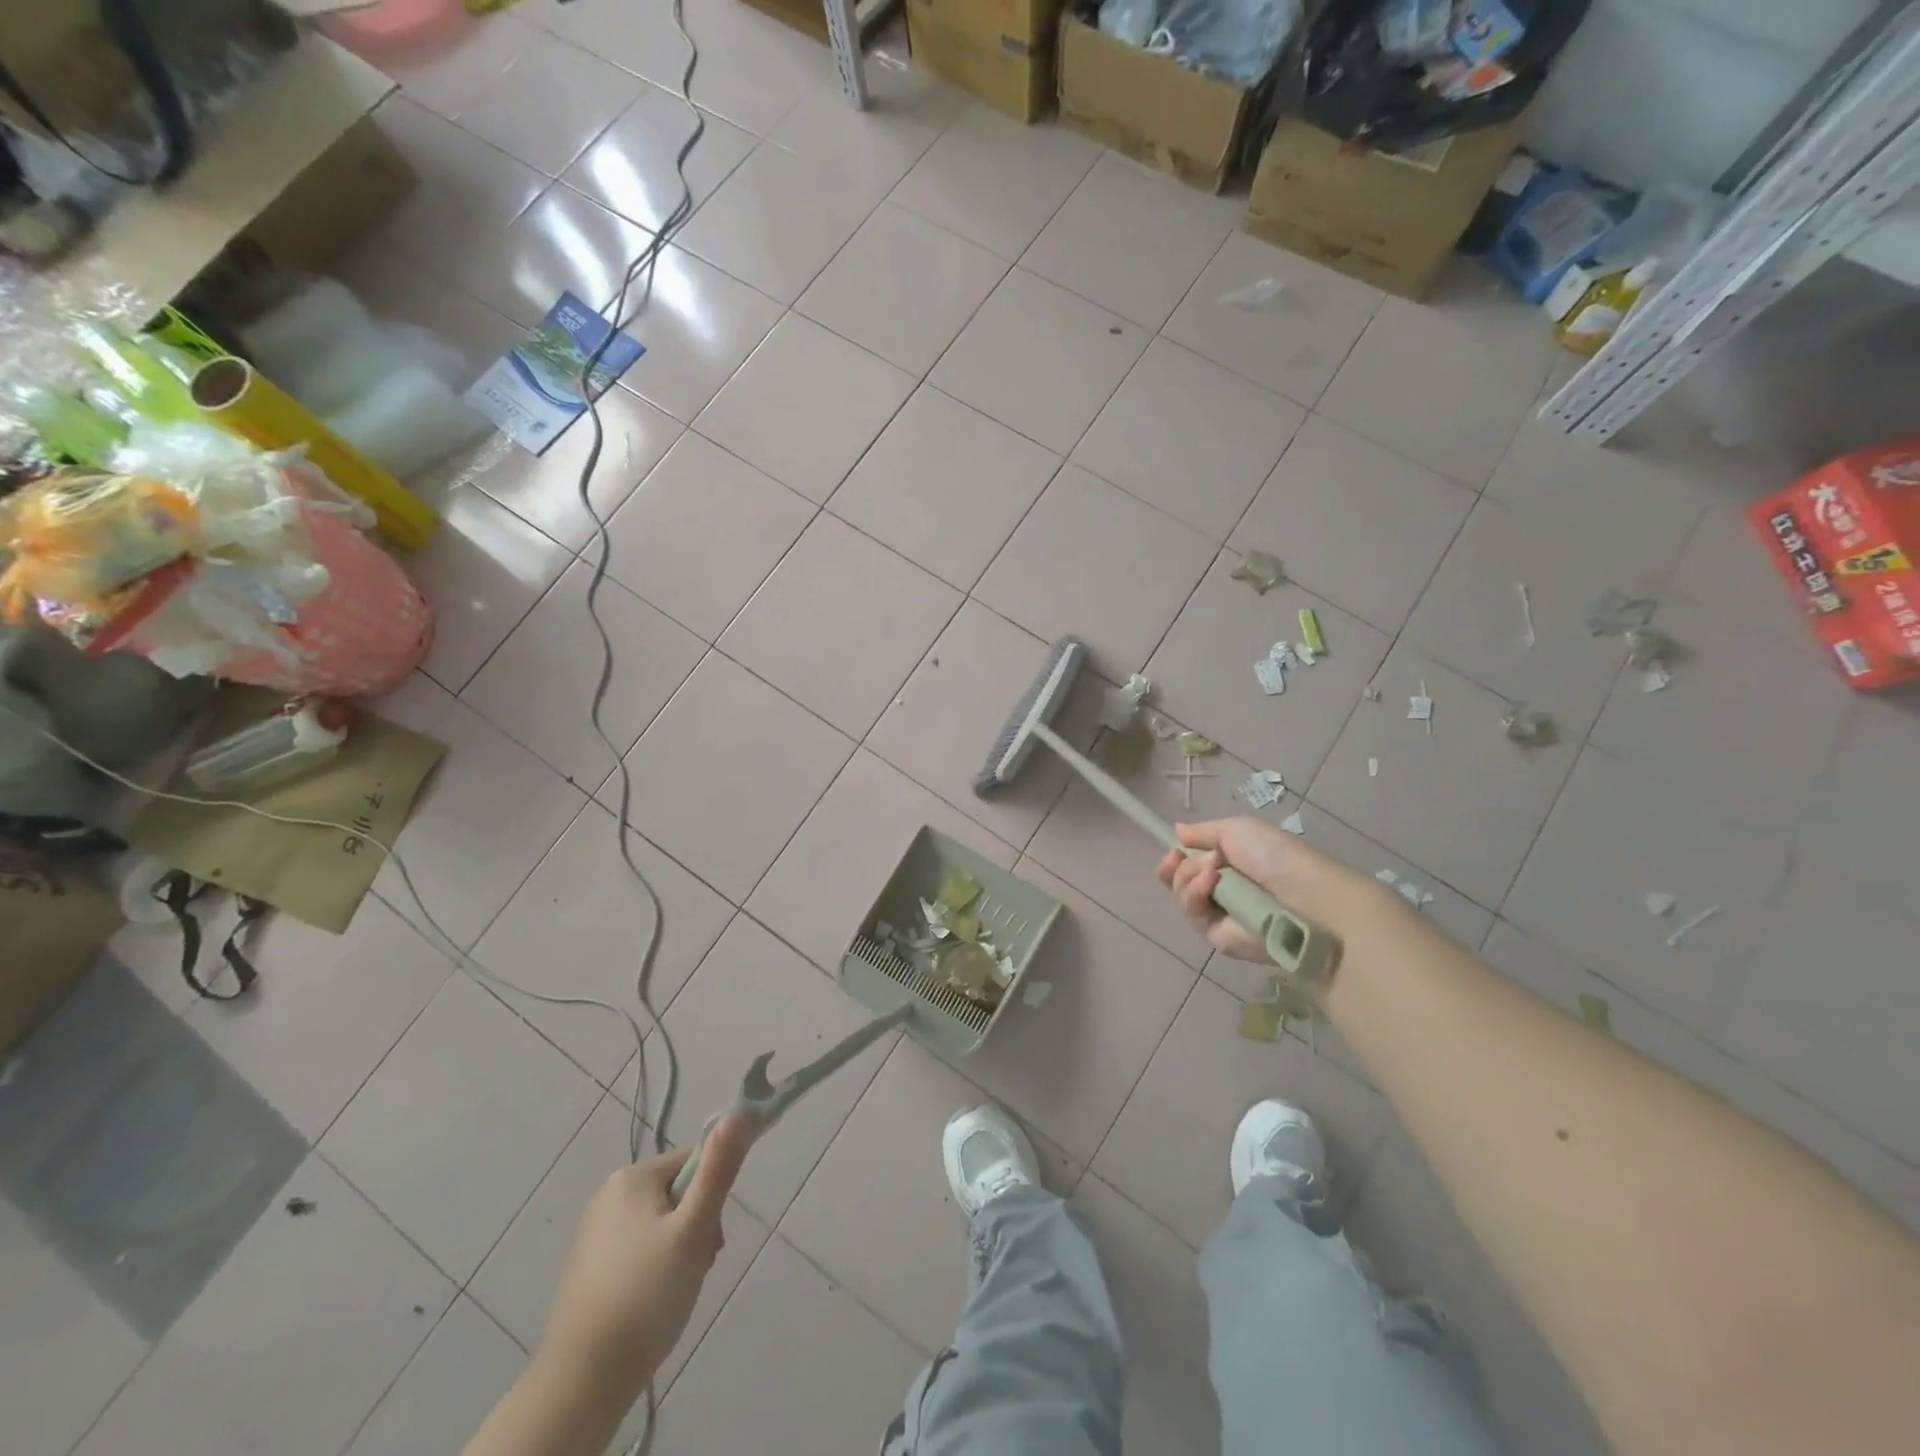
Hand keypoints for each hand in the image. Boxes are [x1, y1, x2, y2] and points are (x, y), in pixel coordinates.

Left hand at [538, 1114, 751, 1403]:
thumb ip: (718, 1171)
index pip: (694, 1163)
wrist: (583, 1381)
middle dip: (696, 1229)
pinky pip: (638, 1251)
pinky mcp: (589, 1268)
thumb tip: (738, 1113)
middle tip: (696, 1268)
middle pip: (677, 1194)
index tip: (710, 1238)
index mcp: (631, 1177)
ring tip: (677, 1291)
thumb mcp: (693, 1230)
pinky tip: (653, 1304)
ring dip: (679, 1251)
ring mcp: (595, 1234)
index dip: (711, 1198)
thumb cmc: (646, 1295)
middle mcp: (608, 1195)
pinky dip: (654, 1271)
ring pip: (660, 1226)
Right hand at [1155, 817, 1370, 961]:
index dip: (1175, 857)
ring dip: (1188, 877)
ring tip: (1212, 870)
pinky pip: (1192, 915)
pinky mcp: (1217, 936)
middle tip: (1180, 858)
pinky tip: (1211, 882)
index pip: (1188, 863)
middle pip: (1178, 881)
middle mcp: (1220, 889)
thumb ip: (1202, 832)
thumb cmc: (1274, 856)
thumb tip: (1177, 830)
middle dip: (1176, 867)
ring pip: (1181, 896)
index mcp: (1227, 864)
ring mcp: (1218, 914)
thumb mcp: (1237, 830)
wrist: (1302, 897)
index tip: (1173, 850)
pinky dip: (1195, 894)